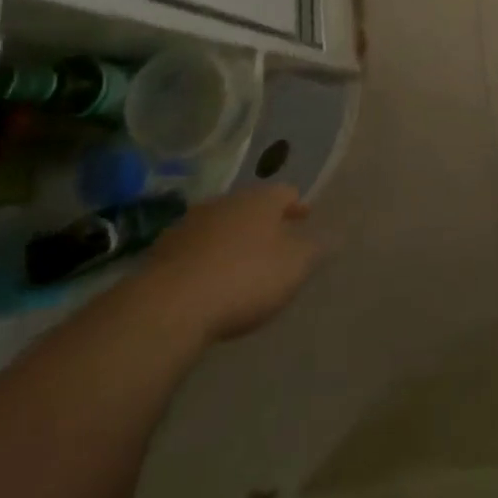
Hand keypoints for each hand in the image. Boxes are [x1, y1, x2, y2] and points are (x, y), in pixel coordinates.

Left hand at [135, 184, 320, 341]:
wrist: (172, 304)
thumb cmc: (246, 278)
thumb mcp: (294, 267)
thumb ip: (315, 250)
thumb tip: (334, 236)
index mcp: (262, 199)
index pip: (286, 193)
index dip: (297, 206)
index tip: (304, 218)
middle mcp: (227, 201)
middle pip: (251, 205)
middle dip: (262, 221)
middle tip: (272, 240)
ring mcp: (191, 223)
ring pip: (220, 223)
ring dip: (230, 237)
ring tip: (237, 261)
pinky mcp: (163, 250)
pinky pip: (192, 248)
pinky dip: (203, 257)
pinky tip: (205, 278)